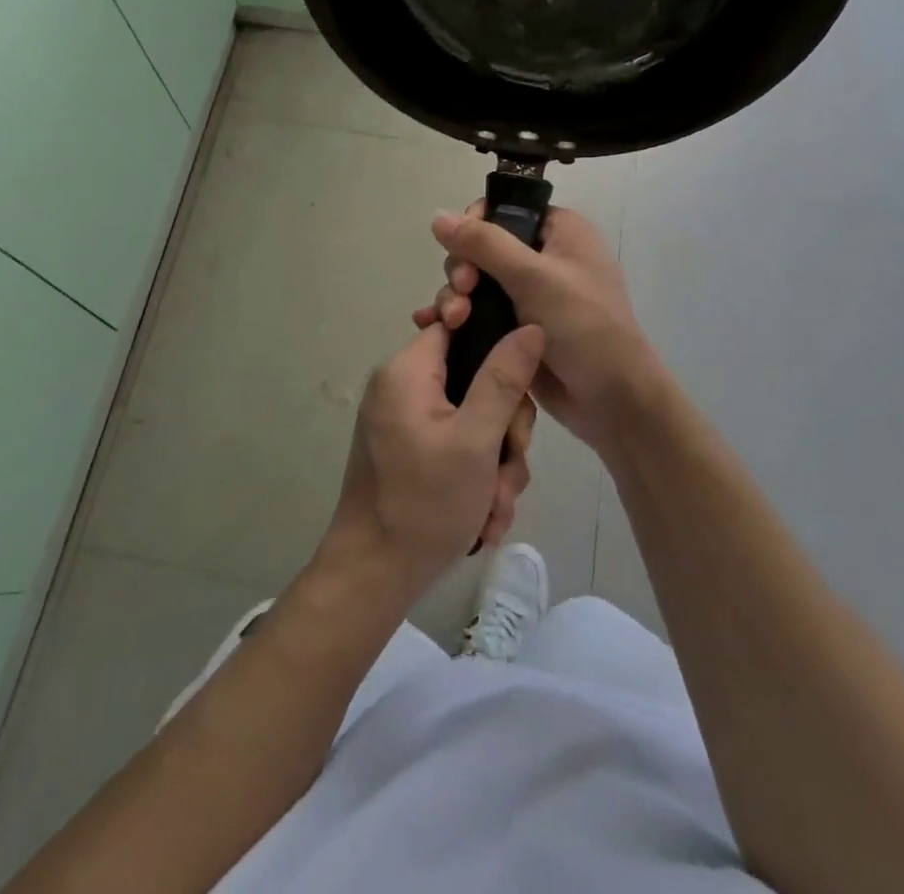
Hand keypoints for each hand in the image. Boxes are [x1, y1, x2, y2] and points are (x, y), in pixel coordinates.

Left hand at [321, 322, 543, 601]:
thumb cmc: (423, 503)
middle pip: (475, 380)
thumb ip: (504, 379)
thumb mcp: (476, 440)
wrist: (372, 578)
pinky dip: (476, 479)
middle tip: (506, 468)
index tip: (519, 389)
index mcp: (408, 371)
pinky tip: (483, 518)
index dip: (497, 347)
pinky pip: (458, 447)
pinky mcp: (412, 452)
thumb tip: (530, 326)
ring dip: (495, 465)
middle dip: (503, 431)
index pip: (458, 326)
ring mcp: (407, 423)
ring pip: (474, 421)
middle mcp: (403, 388)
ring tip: (493, 507)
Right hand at [413, 203, 660, 455]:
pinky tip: (432, 327)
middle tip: (462, 293)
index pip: (503, 210)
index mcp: (559, 230)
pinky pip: (477, 310)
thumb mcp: (534, 278)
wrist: (612, 401)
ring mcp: (529, 293)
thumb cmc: (583, 326)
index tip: (462, 254)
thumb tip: (438, 215)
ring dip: (455, 296)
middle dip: (462, 269)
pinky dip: (457, 316)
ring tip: (452, 322)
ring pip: (475, 280)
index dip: (474, 227)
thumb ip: (484, 244)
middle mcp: (543, 255)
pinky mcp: (516, 326)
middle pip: (481, 246)